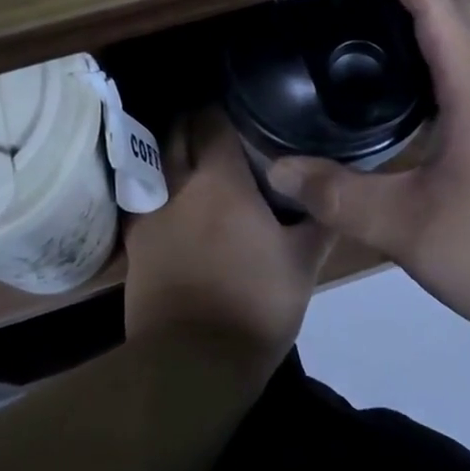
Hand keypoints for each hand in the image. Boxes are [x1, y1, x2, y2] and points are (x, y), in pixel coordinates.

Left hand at [123, 108, 331, 367]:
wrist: (193, 362)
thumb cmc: (256, 305)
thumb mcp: (303, 263)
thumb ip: (319, 220)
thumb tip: (334, 192)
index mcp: (220, 179)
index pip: (214, 120)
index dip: (226, 108)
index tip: (244, 108)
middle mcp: (179, 183)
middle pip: (179, 130)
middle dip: (196, 120)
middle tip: (222, 126)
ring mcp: (151, 211)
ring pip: (158, 159)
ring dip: (174, 148)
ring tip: (197, 155)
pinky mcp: (135, 241)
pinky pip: (144, 194)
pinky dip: (159, 184)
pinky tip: (176, 196)